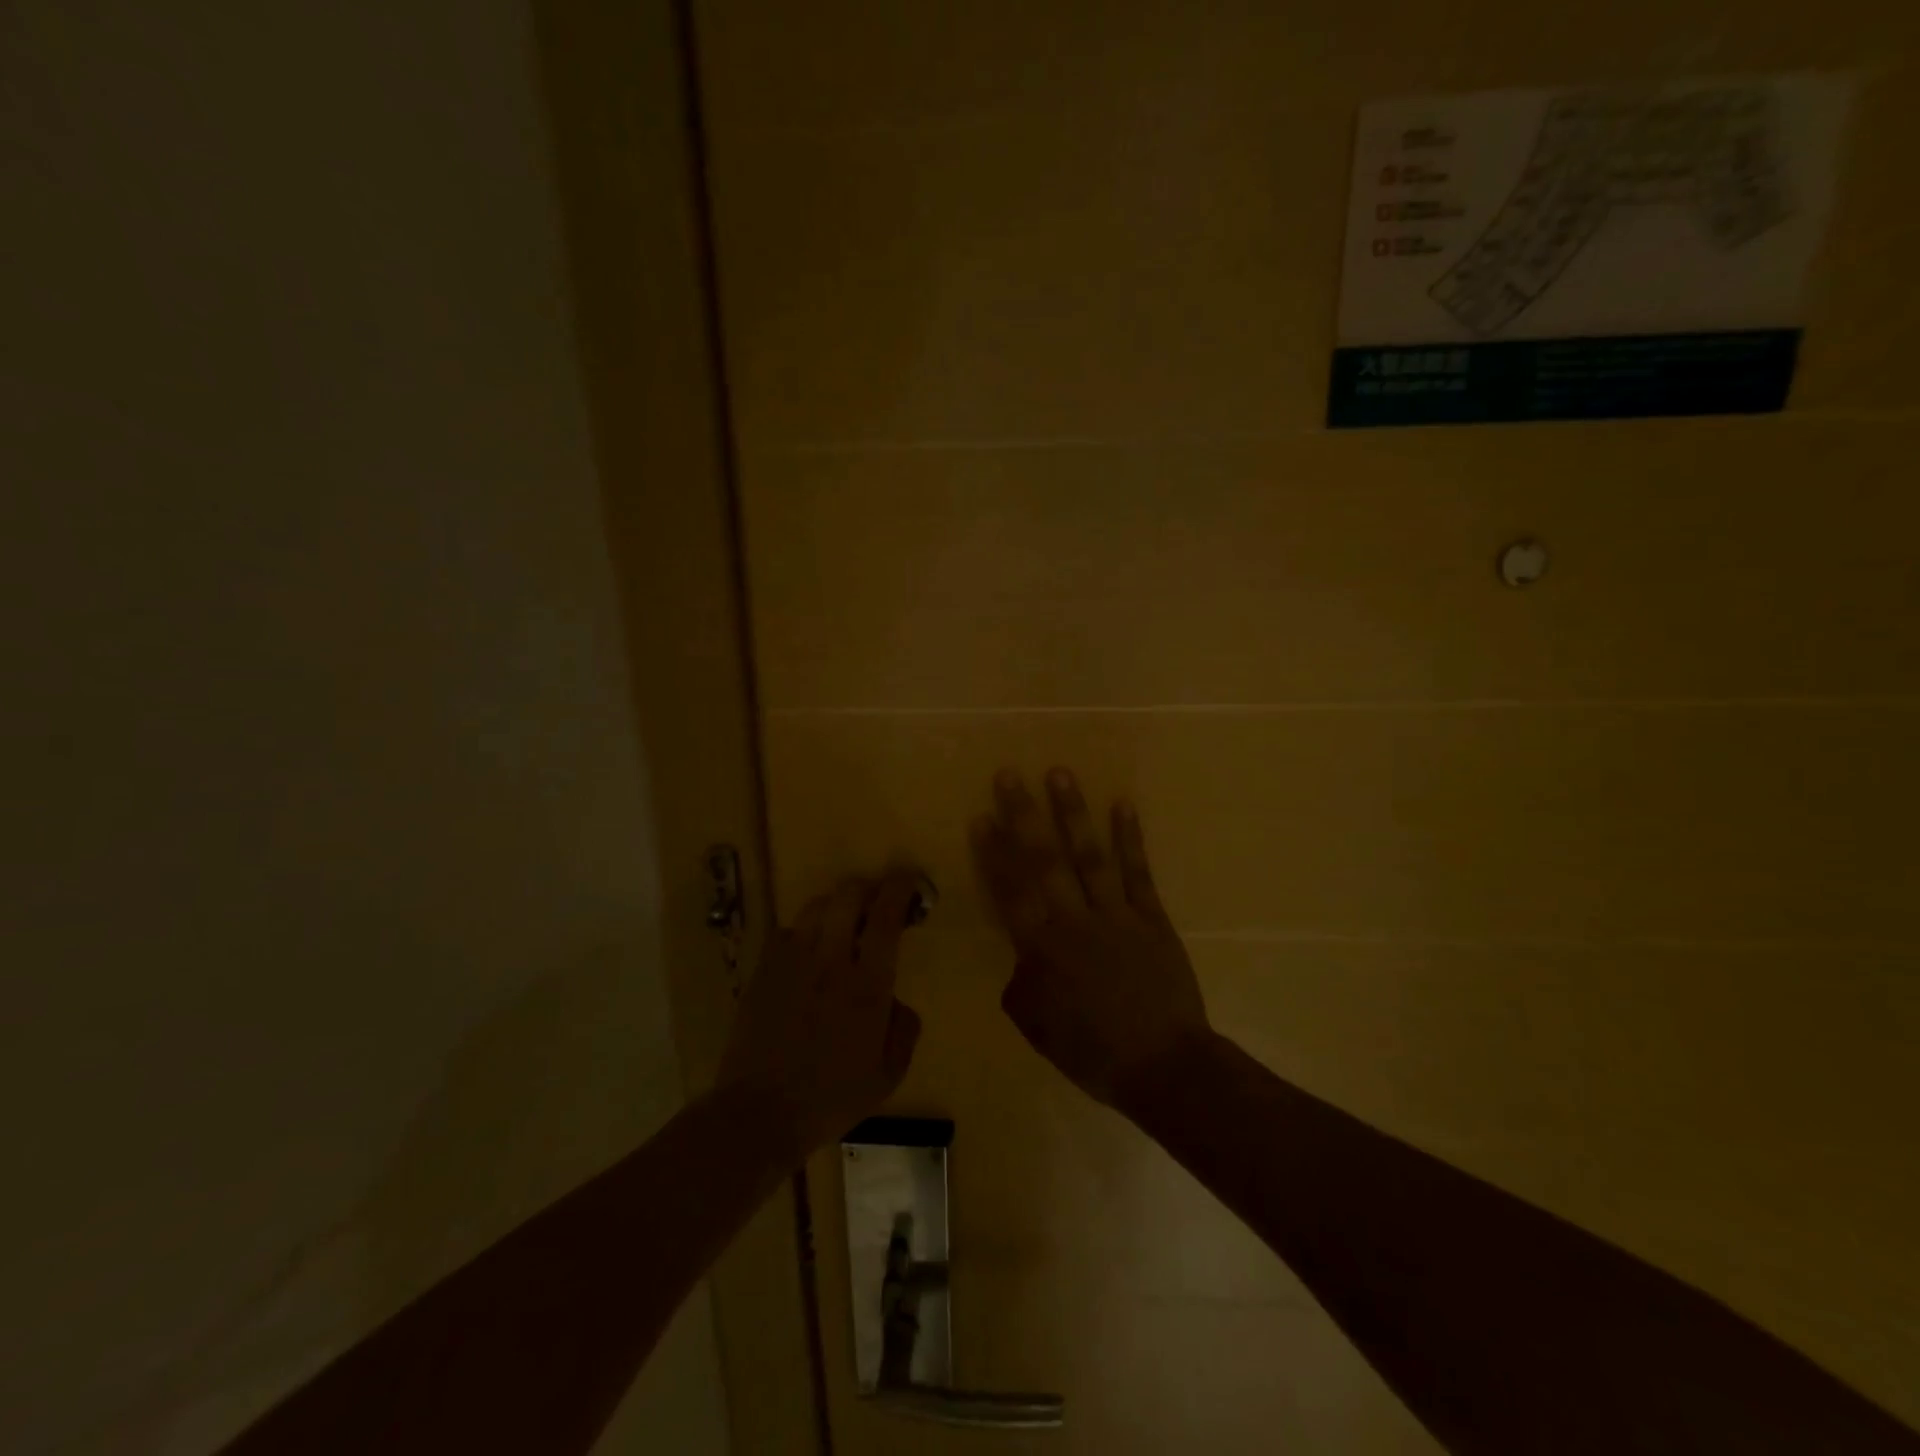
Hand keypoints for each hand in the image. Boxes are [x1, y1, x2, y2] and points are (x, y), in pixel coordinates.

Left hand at [717, 872, 922, 1161]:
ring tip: (840, 922)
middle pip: (847, 897)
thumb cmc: (831, 1098)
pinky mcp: (763, 970)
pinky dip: (803, 932)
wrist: (759, 1112)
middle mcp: (830, 961)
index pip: (885, 918)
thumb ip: (904, 1030)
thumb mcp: (888, 1075)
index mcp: (867, 985)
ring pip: (815, 907)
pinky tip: (806, 952)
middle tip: (875, 900)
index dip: (899, 890)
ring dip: (834, 906)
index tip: (907, 880)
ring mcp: (792, 962)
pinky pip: (787, 932)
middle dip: (866, 888)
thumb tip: (897, 1001)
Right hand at [973, 769, 1213, 1111]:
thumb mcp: (1037, 1027)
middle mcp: (1074, 921)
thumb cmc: (1093, 1053)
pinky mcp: (1150, 917)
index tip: (981, 817)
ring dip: (1073, 813)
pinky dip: (1130, 838)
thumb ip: (1021, 984)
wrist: (1163, 1066)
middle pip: (1043, 861)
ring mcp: (1116, 915)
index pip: (1010, 892)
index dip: (993, 853)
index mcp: (1042, 950)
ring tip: (1060, 774)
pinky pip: (1138, 872)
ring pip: (1089, 855)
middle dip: (1023, 816)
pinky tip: (1123, 805)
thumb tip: (1022, 957)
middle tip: (1009, 775)